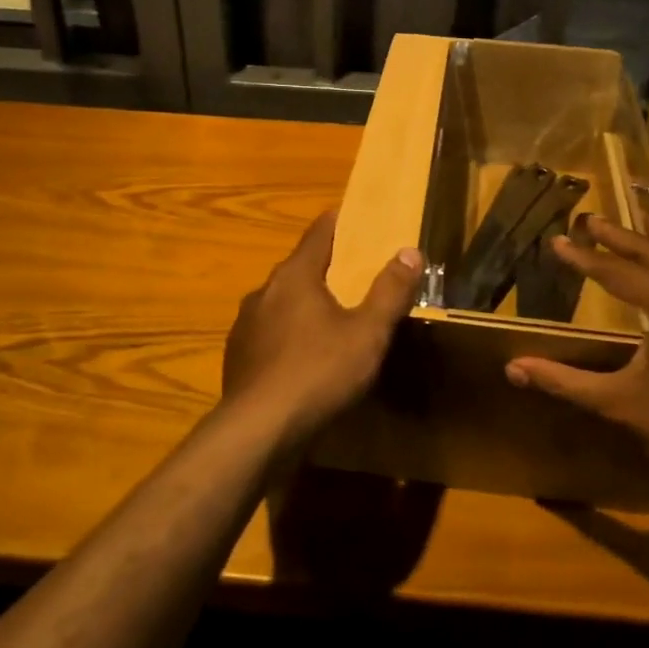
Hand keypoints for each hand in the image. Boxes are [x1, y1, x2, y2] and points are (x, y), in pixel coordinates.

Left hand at [223, 212, 422, 448]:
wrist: (258, 430)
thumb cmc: (319, 372)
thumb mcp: (367, 333)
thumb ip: (390, 292)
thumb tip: (410, 251)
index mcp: (295, 276)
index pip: (318, 233)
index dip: (338, 222)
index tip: (355, 217)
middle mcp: (264, 291)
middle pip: (299, 268)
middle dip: (325, 268)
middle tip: (353, 274)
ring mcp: (245, 325)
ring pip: (281, 302)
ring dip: (304, 304)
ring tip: (330, 319)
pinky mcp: (238, 356)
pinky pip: (269, 333)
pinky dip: (288, 334)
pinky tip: (302, 358)